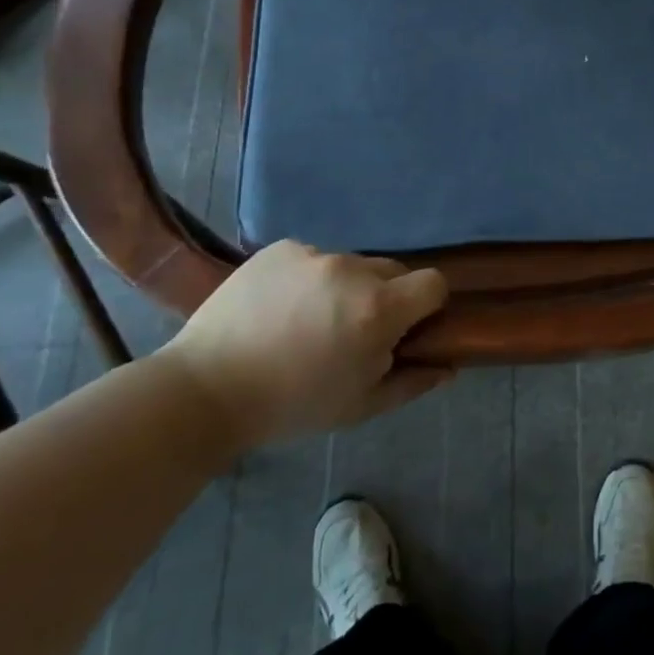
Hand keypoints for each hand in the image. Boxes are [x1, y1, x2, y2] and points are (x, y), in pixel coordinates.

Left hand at [160, 241, 450, 453]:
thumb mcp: (360, 406)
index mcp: (378, 309)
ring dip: (346, 287)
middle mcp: (352, 270)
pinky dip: (310, 278)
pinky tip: (282, 308)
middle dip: (386, 296)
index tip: (408, 328)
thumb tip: (448, 366)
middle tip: (354, 330)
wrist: (206, 389)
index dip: (428, 305)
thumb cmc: (292, 406)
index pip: (434, 283)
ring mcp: (314, 254)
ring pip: (352, 264)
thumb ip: (412, 382)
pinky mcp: (281, 248)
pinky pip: (314, 258)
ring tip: (309, 321)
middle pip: (393, 270)